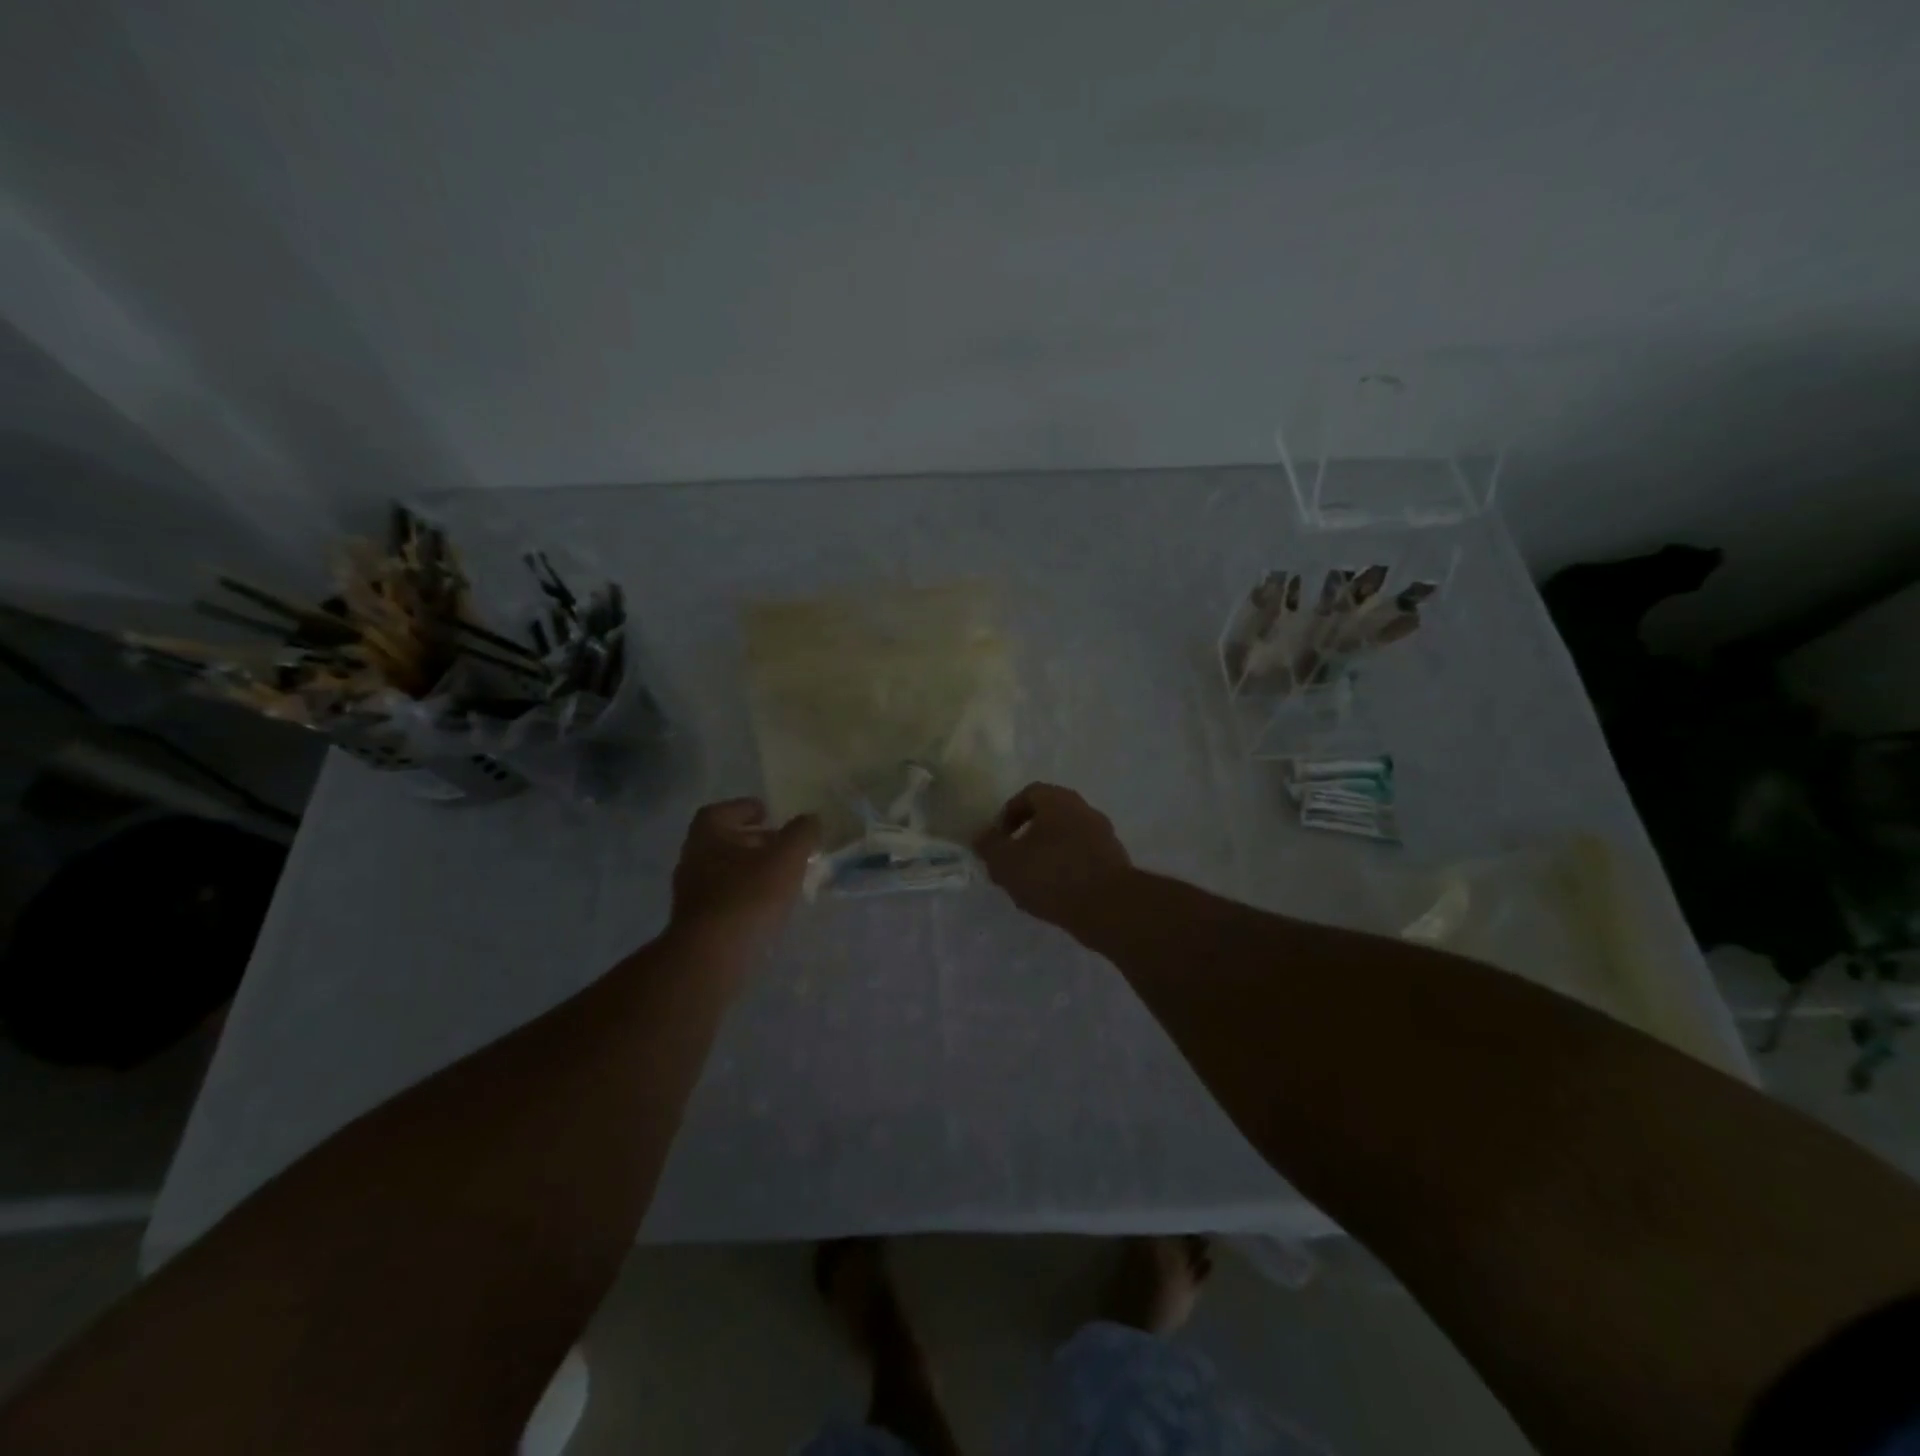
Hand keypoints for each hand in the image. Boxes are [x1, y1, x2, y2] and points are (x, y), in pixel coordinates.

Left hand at [671, 799, 820, 953]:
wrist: (711, 958)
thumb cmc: (748, 897)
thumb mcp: (785, 859)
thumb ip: (801, 834)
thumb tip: (811, 818)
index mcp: (707, 836)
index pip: (720, 812)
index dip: (744, 809)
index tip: (767, 813)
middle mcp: (693, 860)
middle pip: (723, 842)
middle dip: (752, 840)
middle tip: (781, 844)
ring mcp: (692, 894)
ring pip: (724, 871)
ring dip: (750, 869)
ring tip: (781, 875)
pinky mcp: (698, 923)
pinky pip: (725, 898)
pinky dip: (745, 894)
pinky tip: (768, 905)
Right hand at [973, 782, 1132, 929]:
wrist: (1110, 907)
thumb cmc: (1052, 875)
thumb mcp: (1006, 863)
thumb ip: (989, 847)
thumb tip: (981, 836)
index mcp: (1058, 800)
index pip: (1028, 794)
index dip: (1008, 814)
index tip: (997, 839)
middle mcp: (1084, 810)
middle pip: (1049, 816)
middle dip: (1027, 837)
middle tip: (1012, 861)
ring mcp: (1104, 835)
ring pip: (1066, 839)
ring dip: (1047, 855)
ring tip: (1031, 884)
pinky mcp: (1115, 861)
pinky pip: (1083, 859)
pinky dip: (1067, 871)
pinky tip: (1055, 895)